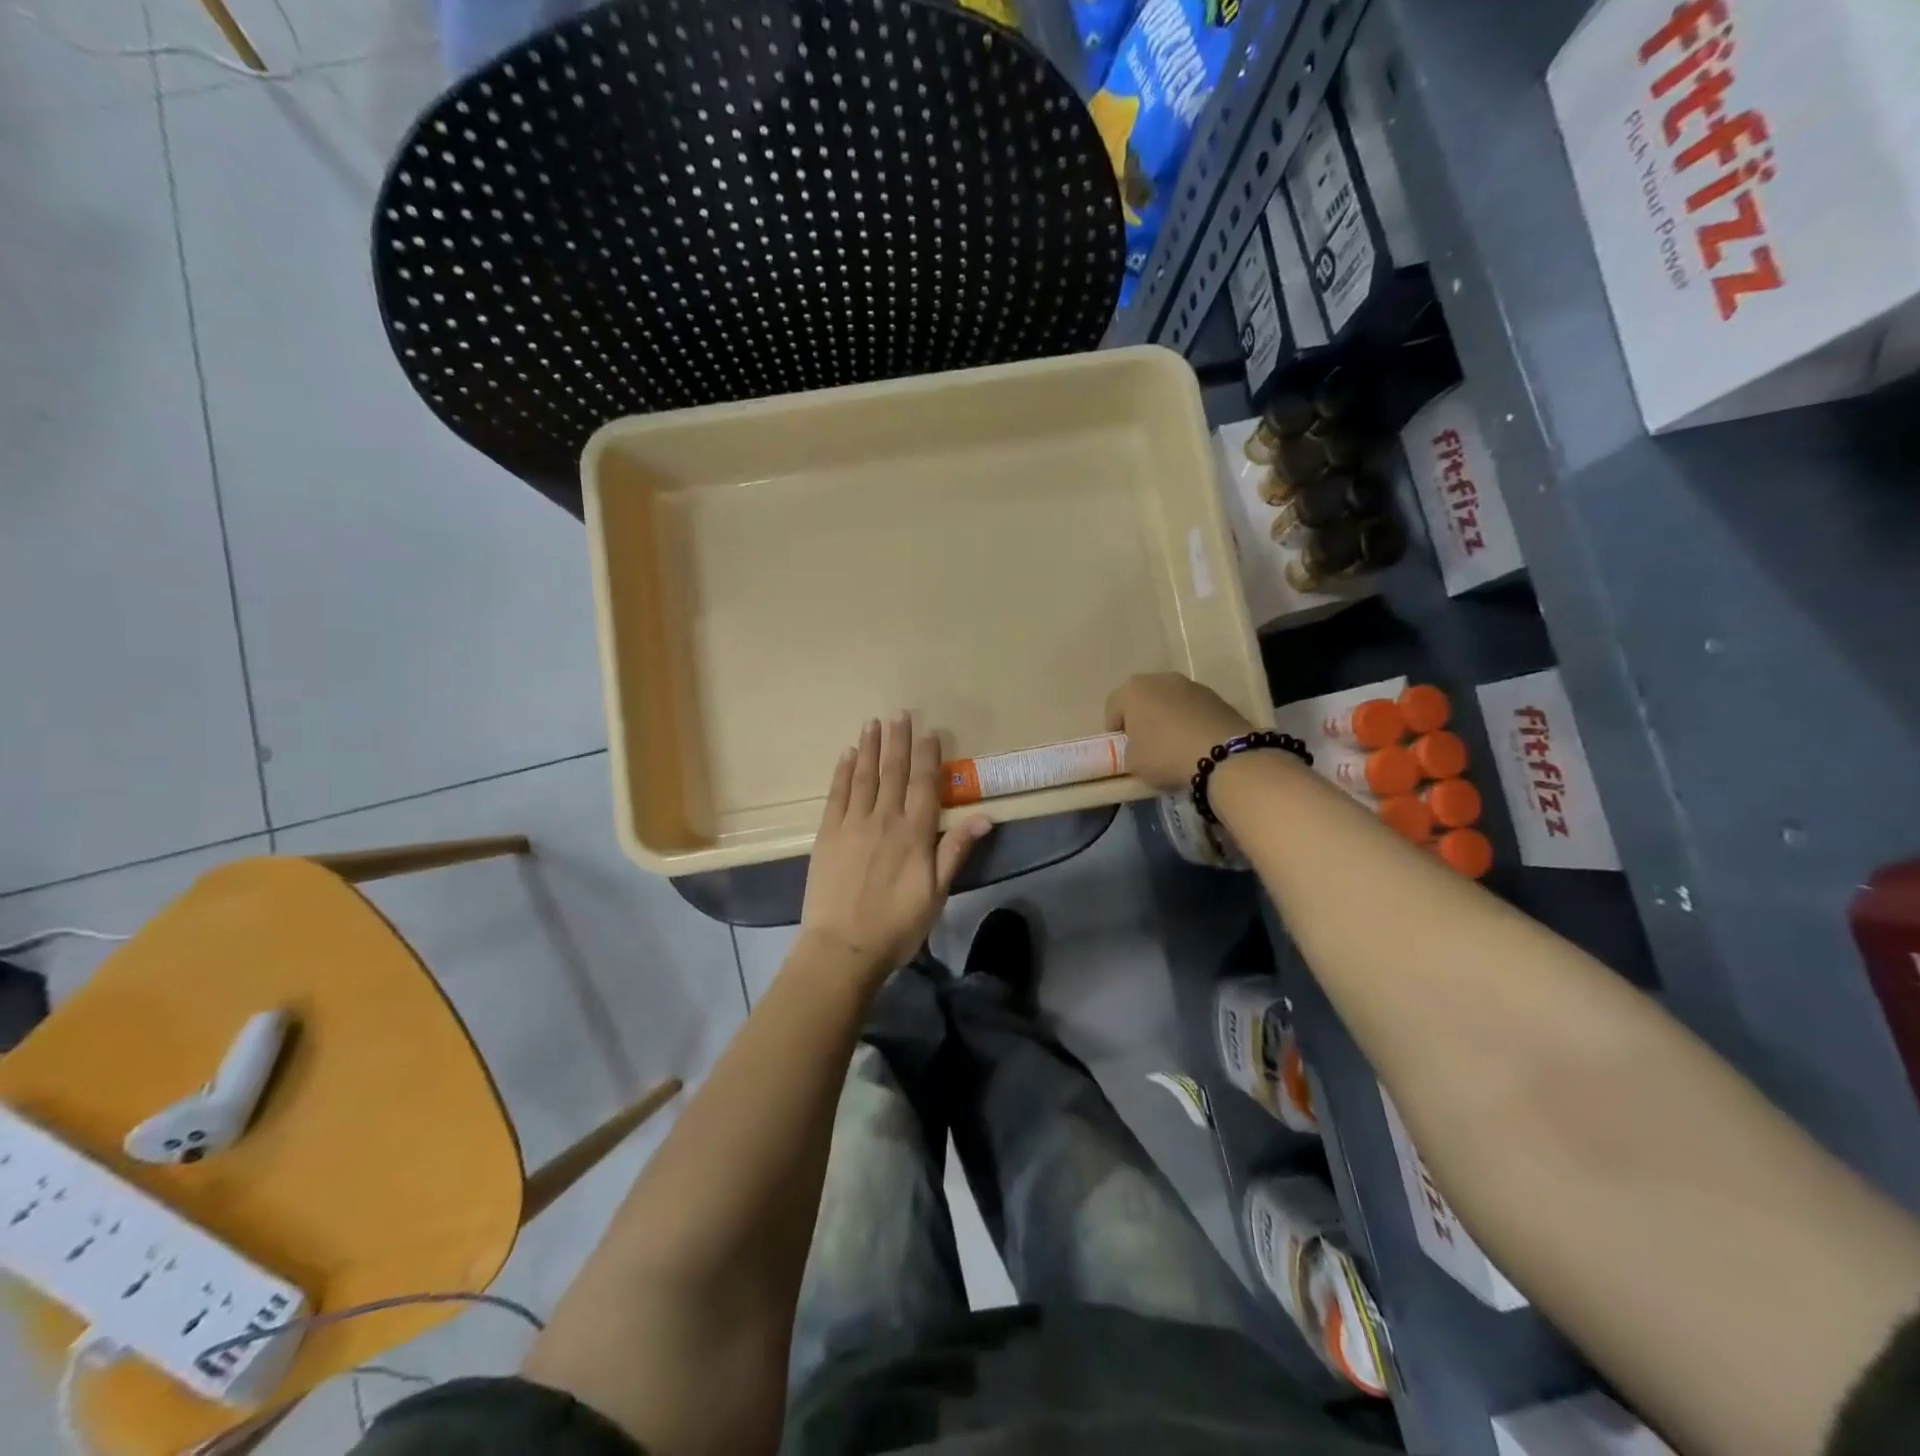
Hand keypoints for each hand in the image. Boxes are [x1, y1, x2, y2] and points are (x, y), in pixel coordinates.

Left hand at [800, 713, 993, 977]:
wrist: (842, 948)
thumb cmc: (897, 925)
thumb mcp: (937, 893)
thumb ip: (956, 851)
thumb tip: (985, 816)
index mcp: (914, 834)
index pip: (923, 784)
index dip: (926, 756)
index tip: (928, 731)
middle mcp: (884, 819)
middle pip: (893, 772)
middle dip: (898, 741)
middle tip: (900, 713)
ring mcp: (852, 824)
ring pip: (864, 776)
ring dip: (870, 747)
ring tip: (874, 722)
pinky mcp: (827, 834)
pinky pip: (836, 794)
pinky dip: (843, 771)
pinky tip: (847, 755)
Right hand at [1105, 673, 1255, 793]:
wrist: (1223, 755)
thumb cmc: (1165, 755)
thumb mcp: (1133, 763)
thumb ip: (1129, 750)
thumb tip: (1139, 748)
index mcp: (1132, 690)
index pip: (1112, 707)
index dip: (1114, 729)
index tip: (1122, 748)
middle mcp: (1160, 679)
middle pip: (1142, 699)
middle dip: (1142, 718)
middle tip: (1146, 744)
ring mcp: (1191, 685)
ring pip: (1169, 701)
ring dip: (1167, 718)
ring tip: (1174, 745)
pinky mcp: (1216, 696)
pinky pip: (1193, 709)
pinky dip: (1190, 721)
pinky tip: (1195, 743)